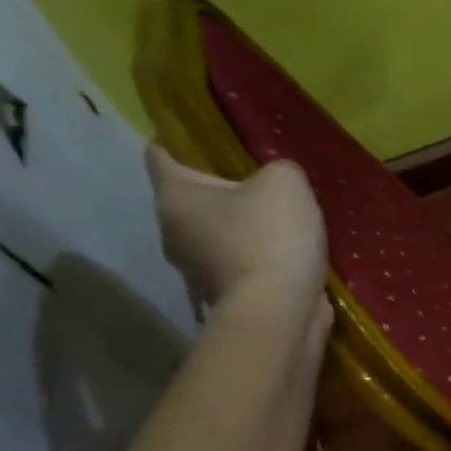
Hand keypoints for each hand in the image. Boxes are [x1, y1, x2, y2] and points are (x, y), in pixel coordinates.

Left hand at [146, 146, 330, 324]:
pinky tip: (289, 253)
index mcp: (174, 196)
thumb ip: (278, 170)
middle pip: (193, 200)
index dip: (180, 141)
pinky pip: (240, 264)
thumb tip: (274, 184)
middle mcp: (173, 232)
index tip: (206, 137)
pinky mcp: (225, 296)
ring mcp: (196, 270)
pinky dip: (259, 258)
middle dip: (222, 191)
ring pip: (217, 235)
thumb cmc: (269, 237)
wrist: (279, 312)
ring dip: (243, 228)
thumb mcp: (285, 182)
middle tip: (260, 182)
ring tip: (282, 220)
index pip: (160, 155)